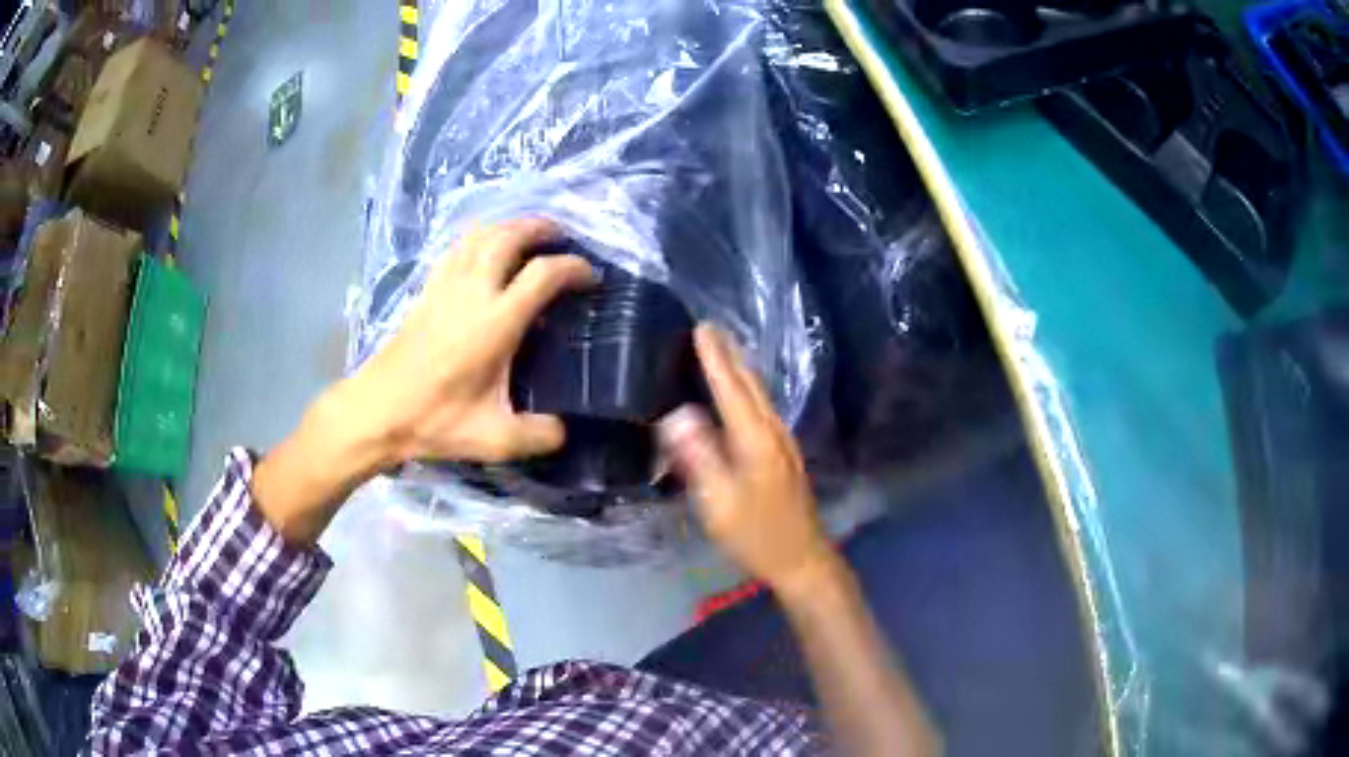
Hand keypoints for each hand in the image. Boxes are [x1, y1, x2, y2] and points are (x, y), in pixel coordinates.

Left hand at [349, 218, 593, 465]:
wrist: (378, 411)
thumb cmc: (435, 421)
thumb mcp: (494, 439)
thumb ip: (538, 436)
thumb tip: (563, 430)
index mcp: (495, 322)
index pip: (543, 274)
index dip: (573, 268)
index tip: (591, 277)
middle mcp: (472, 292)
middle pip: (509, 236)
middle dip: (540, 228)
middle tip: (561, 236)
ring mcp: (445, 286)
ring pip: (480, 235)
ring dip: (508, 227)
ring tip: (527, 235)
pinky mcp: (427, 290)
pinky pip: (457, 248)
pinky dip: (478, 238)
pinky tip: (483, 251)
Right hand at [658, 325, 837, 593]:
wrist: (803, 558)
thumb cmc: (757, 535)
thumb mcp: (720, 502)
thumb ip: (699, 458)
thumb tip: (676, 414)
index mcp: (756, 439)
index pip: (731, 388)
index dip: (715, 358)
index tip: (700, 327)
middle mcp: (773, 431)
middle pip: (751, 384)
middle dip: (730, 354)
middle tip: (709, 328)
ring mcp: (783, 442)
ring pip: (760, 394)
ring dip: (740, 368)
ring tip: (722, 350)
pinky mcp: (784, 454)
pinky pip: (762, 408)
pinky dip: (748, 390)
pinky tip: (742, 394)